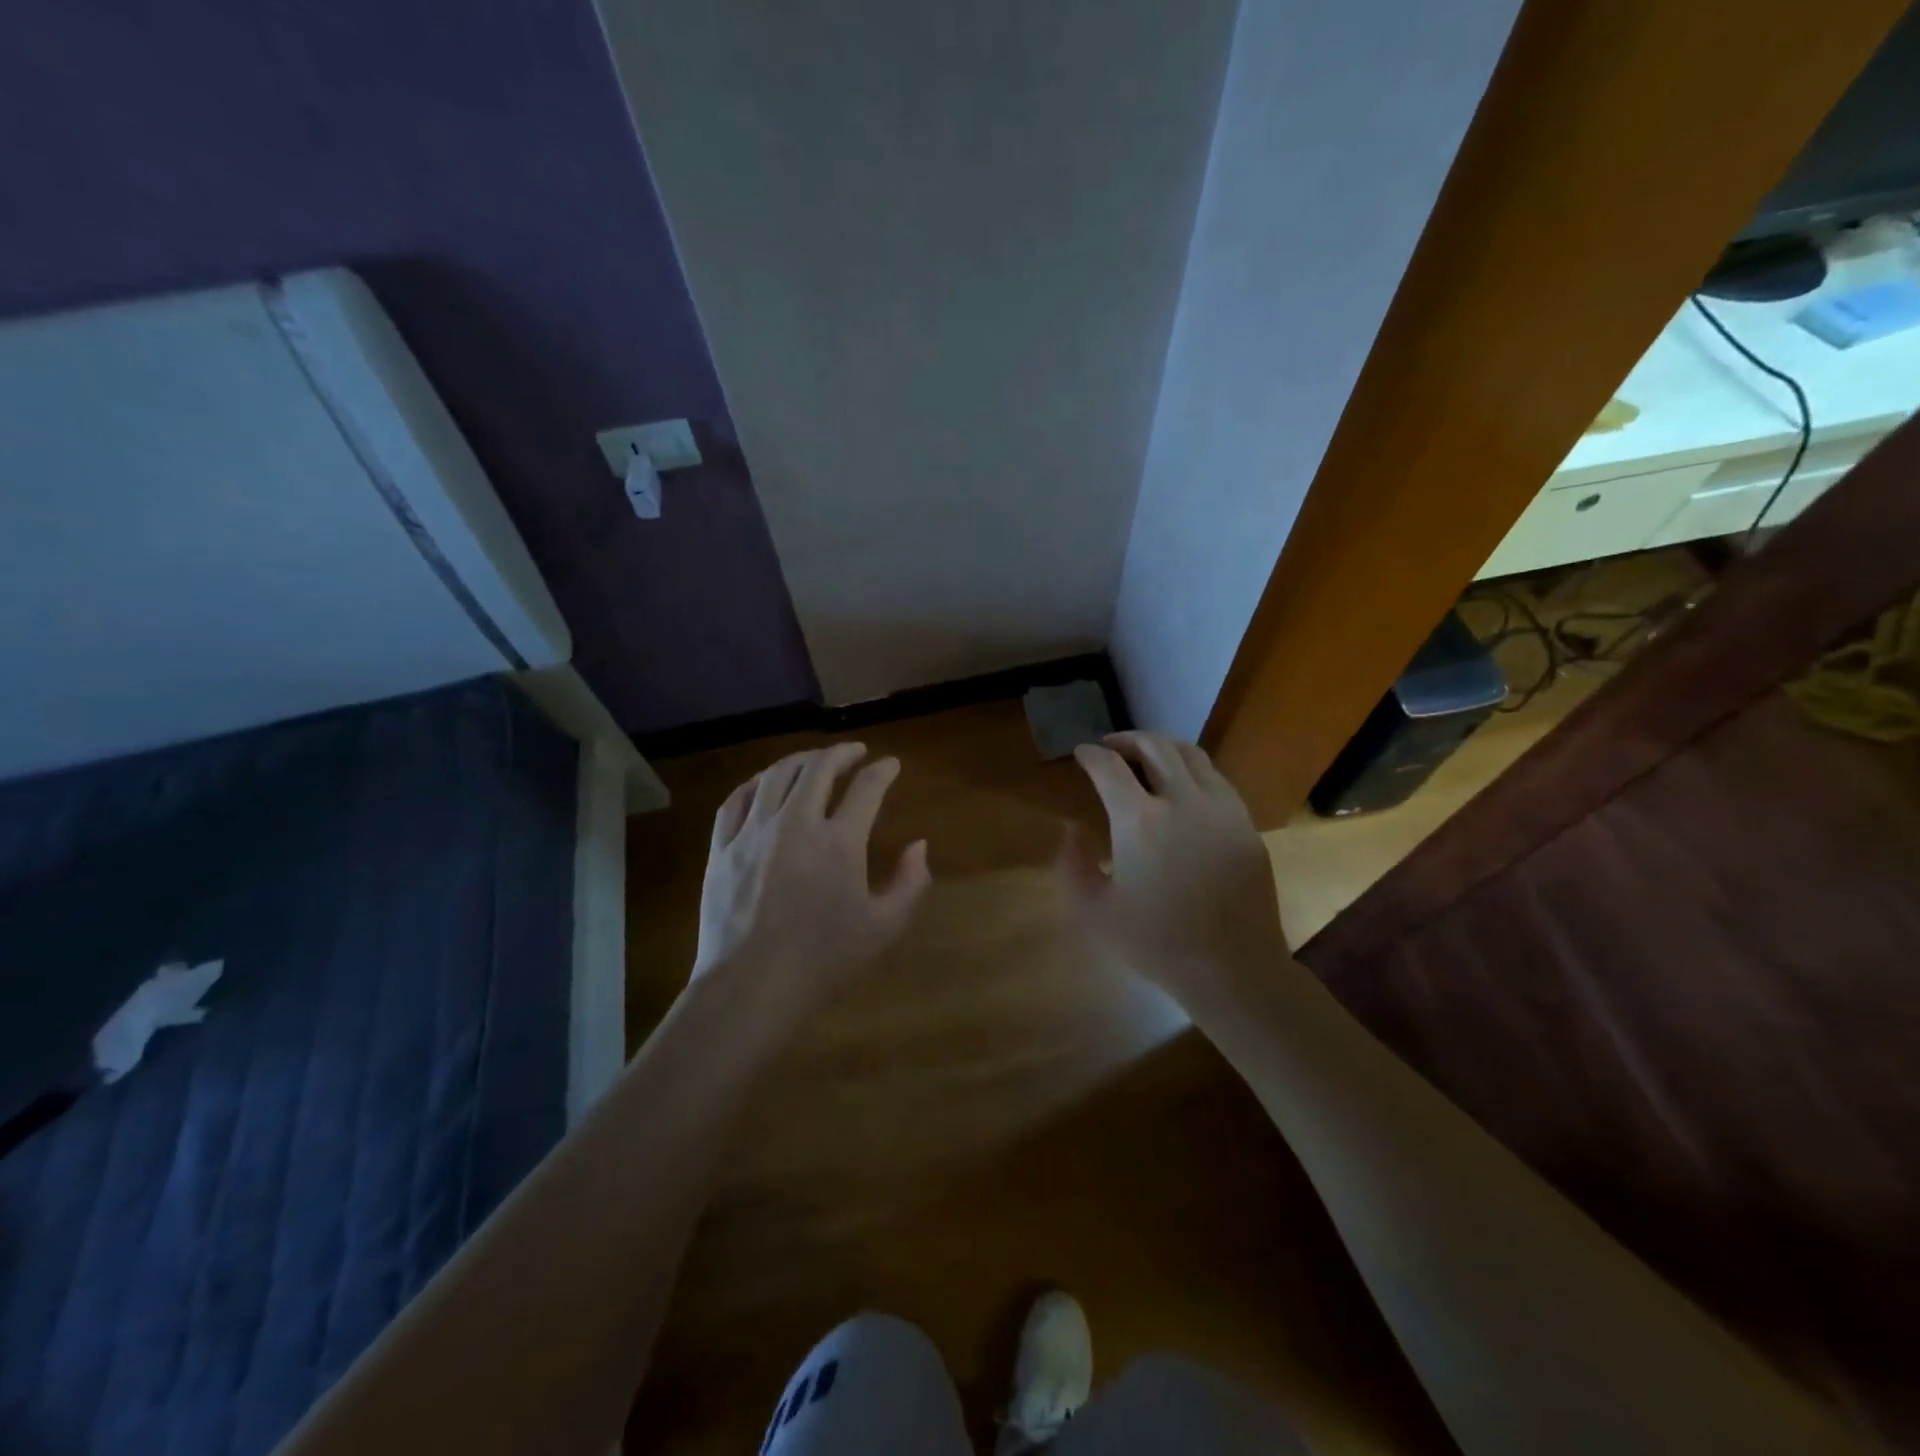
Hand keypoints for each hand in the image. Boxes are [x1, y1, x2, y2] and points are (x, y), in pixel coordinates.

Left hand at [696, 743, 930, 1014]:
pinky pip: (735, 800)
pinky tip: (763, 783)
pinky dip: (755, 783)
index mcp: (839, 841)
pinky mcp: (722, 848)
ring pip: (776, 775)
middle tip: (855, 751)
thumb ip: (910, 882)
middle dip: (842, 752)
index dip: (883, 771)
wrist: (750, 986)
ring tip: (813, 759)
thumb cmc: (823, 960)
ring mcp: (752, 832)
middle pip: (819, 768)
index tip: (892, 764)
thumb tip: (919, 846)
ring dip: (800, 760)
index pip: (867, 788)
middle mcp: (795, 823)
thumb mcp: (884, 927)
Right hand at [1062, 732, 1286, 1005]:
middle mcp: (1183, 802)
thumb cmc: (1156, 943)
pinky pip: (1216, 779)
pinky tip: (1183, 787)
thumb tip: (1071, 827)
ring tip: (1146, 758)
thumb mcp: (1095, 911)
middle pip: (1154, 746)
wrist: (1232, 969)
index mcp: (1140, 822)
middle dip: (1126, 740)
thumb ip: (1072, 864)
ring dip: (1161, 747)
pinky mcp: (1246, 823)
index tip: (1081, 754)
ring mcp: (1221, 809)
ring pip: (1191, 754)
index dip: (1090, 755)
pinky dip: (1191, 770)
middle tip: (1110, 749)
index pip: (1109, 767)